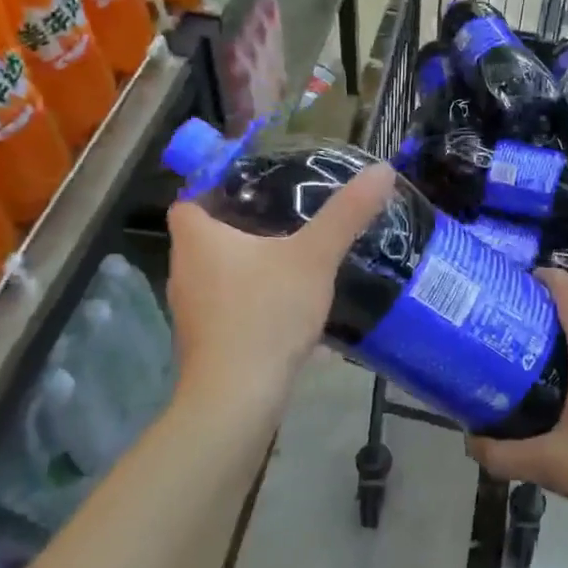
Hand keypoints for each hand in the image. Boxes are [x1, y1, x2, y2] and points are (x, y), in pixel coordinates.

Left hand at [165, 164, 393, 419]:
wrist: (237, 398)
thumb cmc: (266, 314)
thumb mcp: (314, 257)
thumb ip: (347, 214)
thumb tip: (383, 170)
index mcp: (197, 240)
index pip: (190, 200)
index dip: (217, 190)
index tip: (257, 190)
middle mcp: (184, 271)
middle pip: (207, 238)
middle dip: (243, 229)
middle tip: (287, 221)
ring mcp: (191, 312)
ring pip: (220, 276)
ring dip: (251, 270)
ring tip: (293, 263)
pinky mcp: (206, 343)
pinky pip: (230, 310)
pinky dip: (255, 305)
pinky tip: (291, 312)